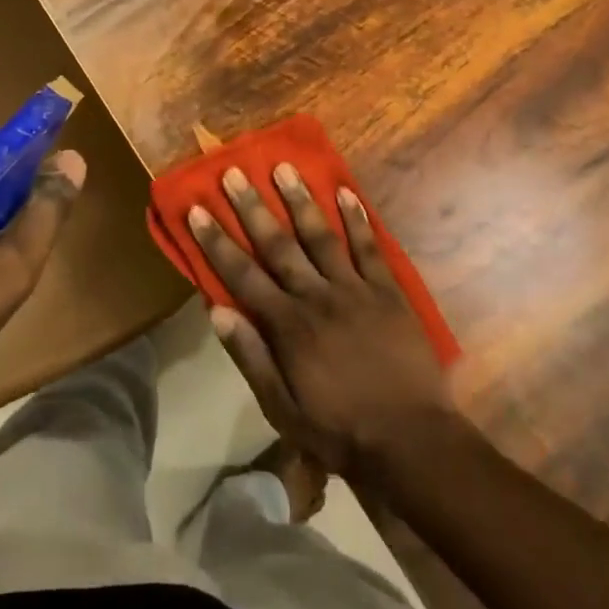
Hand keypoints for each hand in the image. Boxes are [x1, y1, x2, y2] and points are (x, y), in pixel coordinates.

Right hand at [190, 163, 458, 476]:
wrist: (410, 440)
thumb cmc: (339, 429)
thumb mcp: (282, 408)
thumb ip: (250, 357)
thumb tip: (215, 311)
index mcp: (288, 325)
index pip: (242, 275)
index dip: (217, 241)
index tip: (198, 209)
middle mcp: (317, 296)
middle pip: (278, 245)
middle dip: (253, 208)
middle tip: (234, 172)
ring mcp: (355, 289)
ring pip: (321, 236)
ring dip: (301, 200)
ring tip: (284, 167)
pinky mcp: (387, 291)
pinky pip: (369, 247)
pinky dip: (357, 219)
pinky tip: (345, 192)